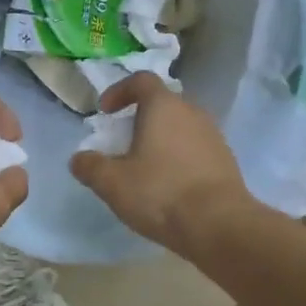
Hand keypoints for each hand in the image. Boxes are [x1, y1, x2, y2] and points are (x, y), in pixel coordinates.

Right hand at [69, 73, 248, 253]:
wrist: (220, 224)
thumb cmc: (161, 192)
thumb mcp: (113, 183)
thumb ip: (90, 166)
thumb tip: (79, 159)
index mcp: (164, 106)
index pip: (141, 80)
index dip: (119, 91)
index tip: (105, 112)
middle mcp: (192, 112)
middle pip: (163, 103)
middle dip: (140, 117)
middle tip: (123, 142)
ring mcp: (213, 135)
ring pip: (181, 126)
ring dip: (161, 138)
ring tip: (146, 166)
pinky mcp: (226, 160)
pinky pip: (196, 148)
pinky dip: (179, 157)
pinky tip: (170, 184)